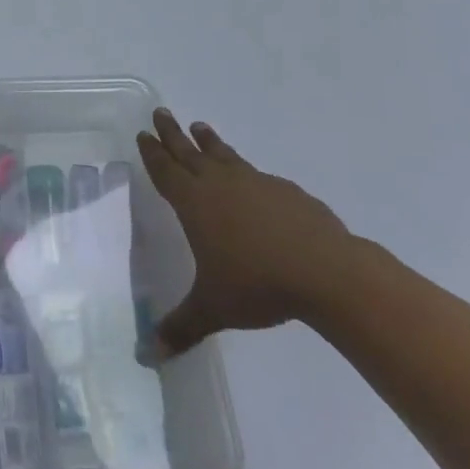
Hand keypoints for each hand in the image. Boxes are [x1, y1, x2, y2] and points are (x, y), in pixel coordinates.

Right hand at [136, 109, 355, 355]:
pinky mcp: (286, 191)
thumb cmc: (258, 284)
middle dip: (172, 133)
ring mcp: (255, 183)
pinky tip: (250, 178)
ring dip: (209, 141)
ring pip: (224, 155)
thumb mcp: (213, 308)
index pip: (166, 171)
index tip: (143, 133)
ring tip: (200, 126)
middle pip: (189, 152)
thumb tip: (148, 356)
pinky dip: (243, 168)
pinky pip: (255, 173)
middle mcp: (220, 184)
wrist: (326, 272)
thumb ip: (180, 327)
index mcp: (195, 203)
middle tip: (160, 112)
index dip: (152, 153)